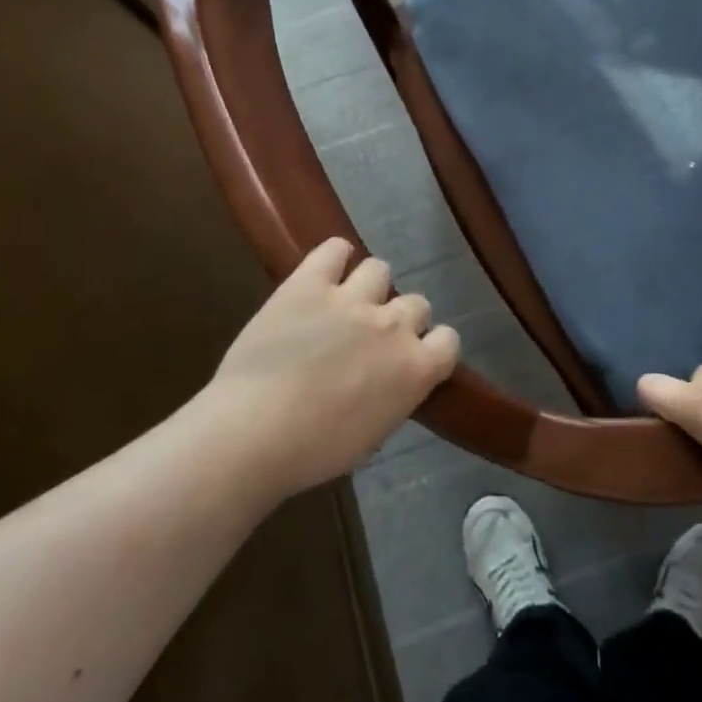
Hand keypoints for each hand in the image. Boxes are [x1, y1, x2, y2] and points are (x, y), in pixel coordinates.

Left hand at [203, 239, 458, 498]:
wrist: (253, 432)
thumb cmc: (314, 451)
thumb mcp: (372, 434)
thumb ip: (393, 397)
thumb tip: (390, 383)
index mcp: (415, 369)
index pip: (448, 340)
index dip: (431, 346)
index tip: (412, 358)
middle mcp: (393, 326)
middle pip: (417, 303)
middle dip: (399, 318)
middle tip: (372, 338)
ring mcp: (352, 299)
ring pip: (380, 269)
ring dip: (369, 286)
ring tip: (347, 302)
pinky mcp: (309, 283)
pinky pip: (334, 250)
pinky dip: (335, 256)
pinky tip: (327, 270)